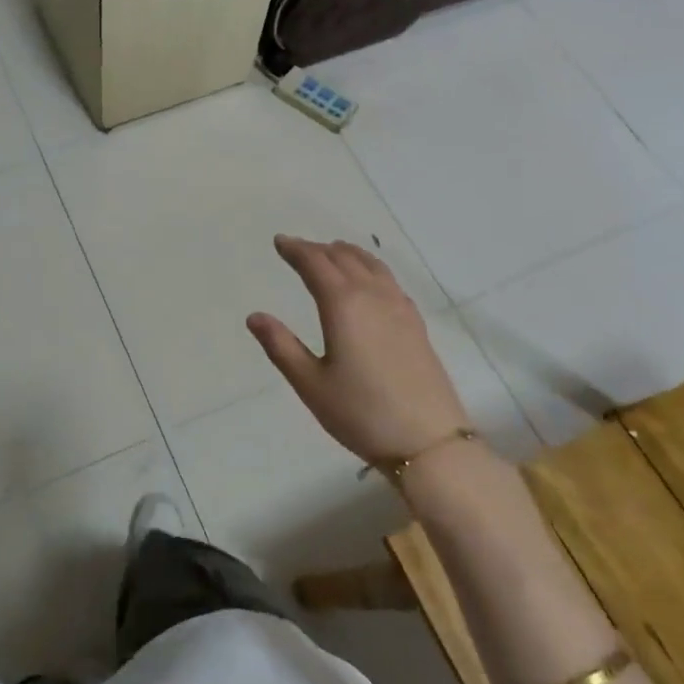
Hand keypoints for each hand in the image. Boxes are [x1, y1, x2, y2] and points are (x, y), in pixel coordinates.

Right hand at [247, 234, 472, 464]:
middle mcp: (373, 296)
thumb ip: (281, 346)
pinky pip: (388, 279)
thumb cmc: (361, 413)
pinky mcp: (415, 323)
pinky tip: (368, 280)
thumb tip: (255, 316)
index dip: (296, 250)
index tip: (279, 242)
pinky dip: (370, 267)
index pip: (315, 264)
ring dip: (346, 254)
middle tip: (297, 249)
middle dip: (318, 249)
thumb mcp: (310, 384)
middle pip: (343, 258)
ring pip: (370, 264)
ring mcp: (399, 307)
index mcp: (343, 305)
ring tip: (331, 253)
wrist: (429, 441)